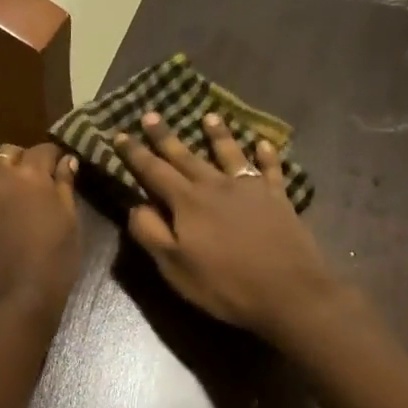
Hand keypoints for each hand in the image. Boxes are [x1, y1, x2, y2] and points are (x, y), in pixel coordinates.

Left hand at [0, 143, 81, 323]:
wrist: (8, 306)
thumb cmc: (51, 266)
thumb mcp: (69, 224)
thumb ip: (65, 186)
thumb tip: (65, 161)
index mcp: (28, 174)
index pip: (43, 149)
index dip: (54, 158)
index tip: (60, 170)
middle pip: (7, 154)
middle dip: (21, 163)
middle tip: (33, 186)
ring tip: (7, 201)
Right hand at [114, 112, 340, 338]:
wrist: (288, 292)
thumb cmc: (224, 284)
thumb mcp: (175, 267)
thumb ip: (151, 233)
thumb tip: (136, 206)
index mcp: (187, 202)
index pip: (154, 171)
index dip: (135, 153)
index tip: (119, 135)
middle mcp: (216, 186)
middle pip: (186, 156)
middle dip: (165, 136)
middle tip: (151, 115)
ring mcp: (250, 189)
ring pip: (229, 153)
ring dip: (217, 134)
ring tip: (209, 117)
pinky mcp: (278, 198)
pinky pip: (270, 169)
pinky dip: (266, 154)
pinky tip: (263, 143)